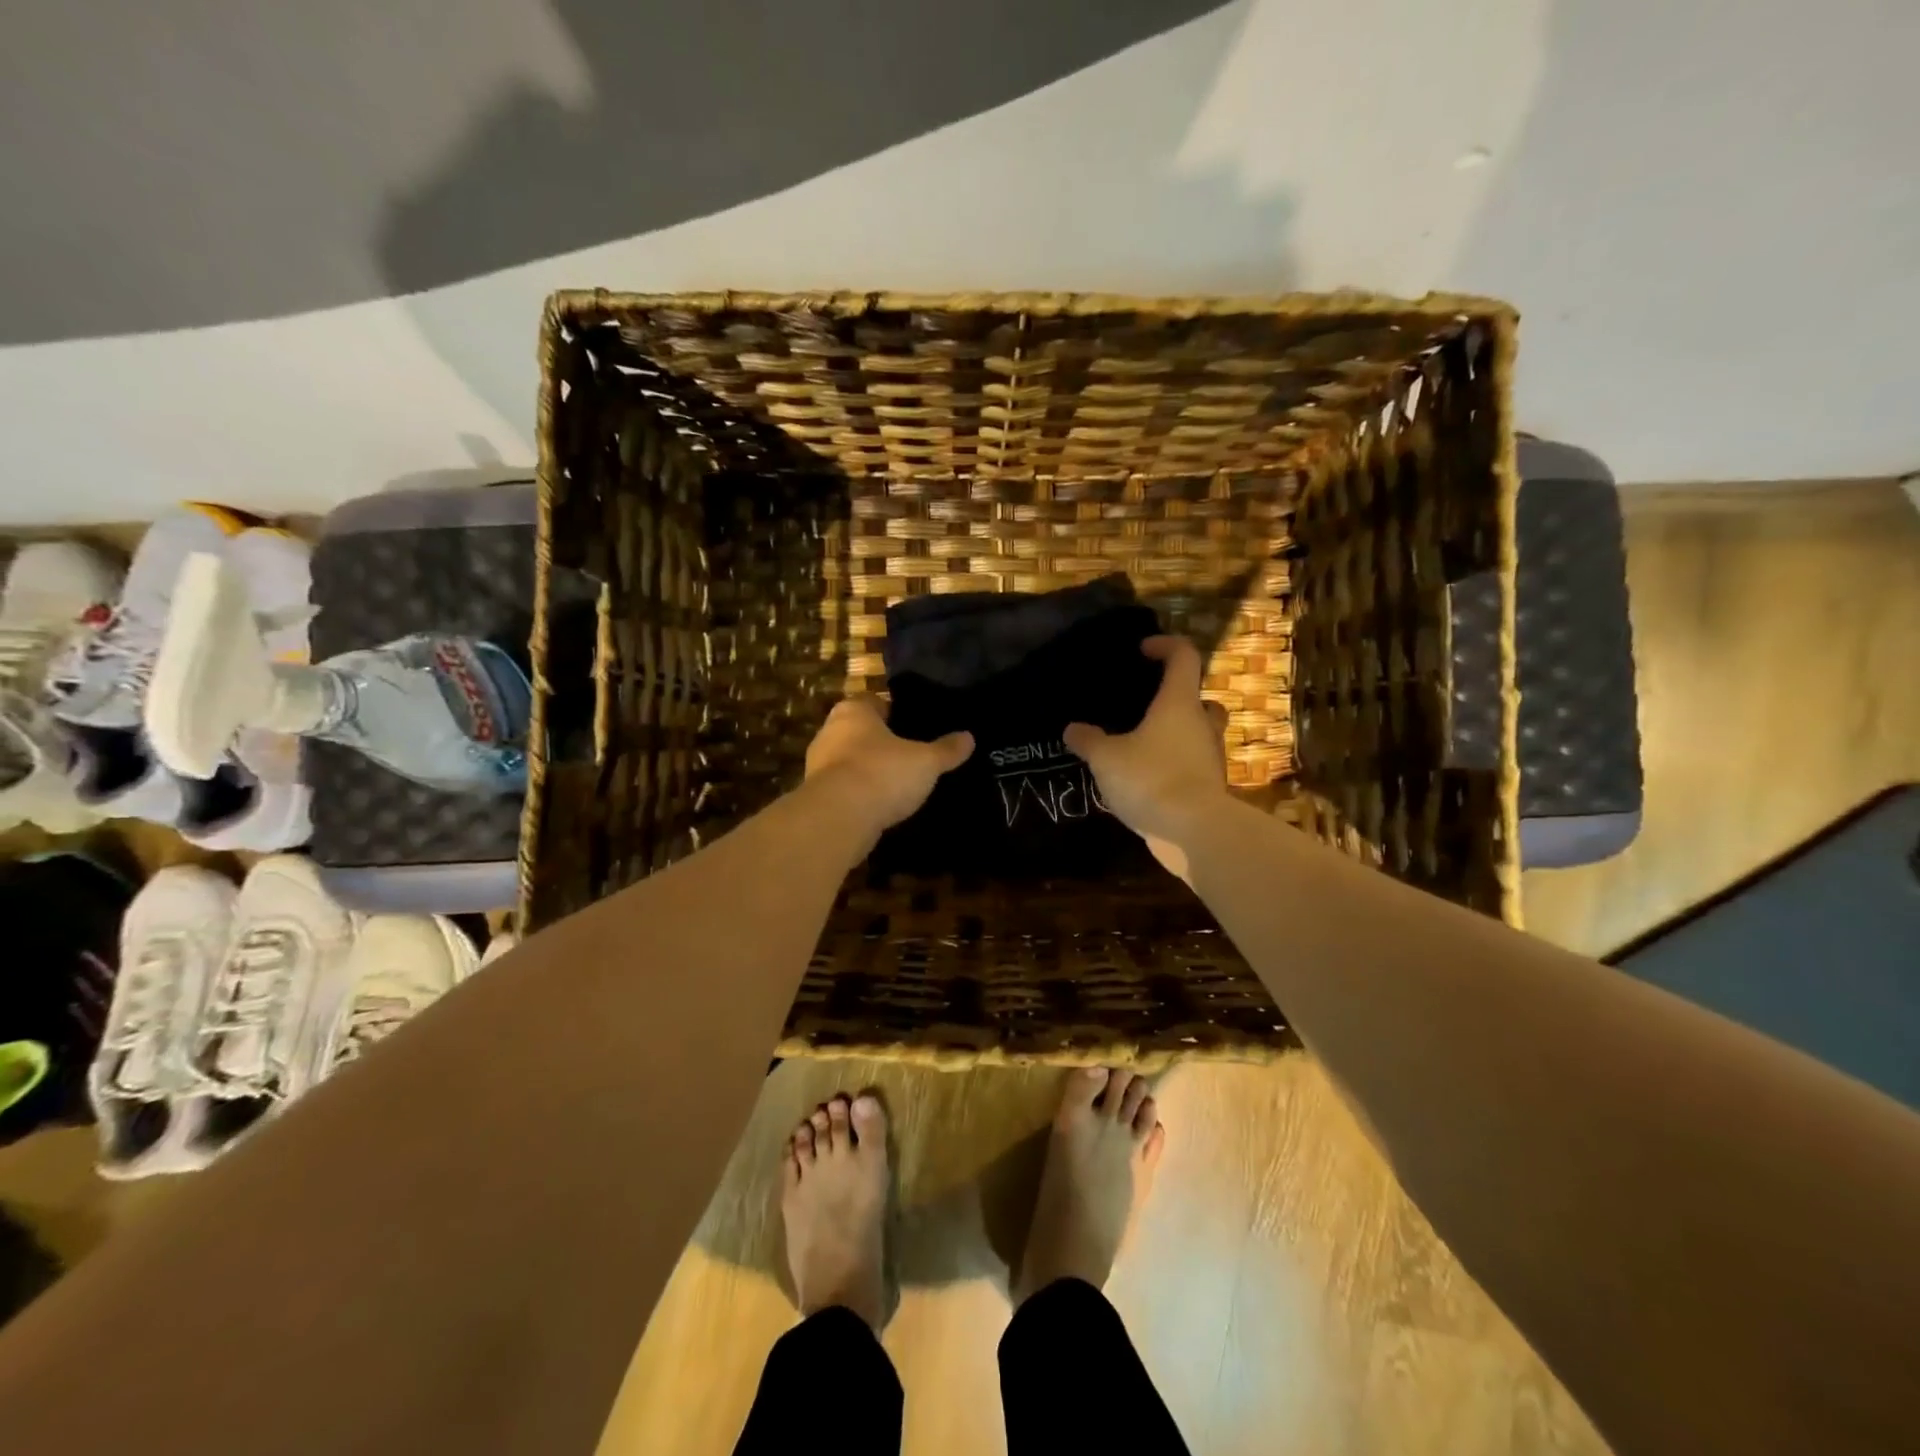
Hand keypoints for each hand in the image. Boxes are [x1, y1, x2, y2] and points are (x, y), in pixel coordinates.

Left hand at [804, 697, 973, 839]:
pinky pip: (843, 789)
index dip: (894, 712)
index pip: (874, 701)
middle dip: (881, 742)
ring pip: (849, 761)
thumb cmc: (883, 773)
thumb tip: (969, 737)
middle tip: (910, 755)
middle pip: (859, 731)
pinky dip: (860, 795)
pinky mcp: (817, 796)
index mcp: (854, 711)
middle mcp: (830, 732)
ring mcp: (817, 765)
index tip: (913, 726)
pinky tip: (880, 806)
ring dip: (868, 770)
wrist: (838, 818)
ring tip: (897, 783)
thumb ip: (946, 749)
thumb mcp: (926, 761)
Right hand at [1065, 637, 1229, 870]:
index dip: (1166, 646)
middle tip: (1150, 707)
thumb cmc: (1150, 779)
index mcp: (1179, 703)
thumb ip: (1088, 741)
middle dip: (1178, 698)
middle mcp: (1202, 724)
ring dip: (1177, 735)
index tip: (1144, 650)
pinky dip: (1176, 765)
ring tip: (1143, 747)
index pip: (1183, 657)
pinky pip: (1194, 765)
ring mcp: (1211, 757)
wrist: (1194, 831)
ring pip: (1199, 734)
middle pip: (1200, 698)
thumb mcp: (1106, 758)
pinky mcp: (1211, 787)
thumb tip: (1072, 729)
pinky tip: (1149, 780)